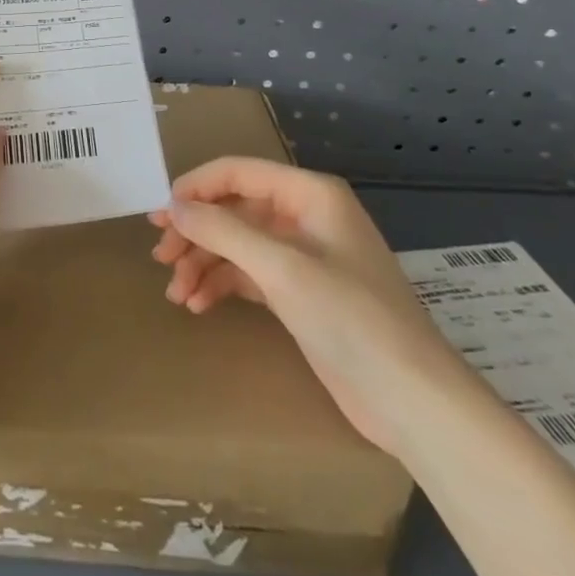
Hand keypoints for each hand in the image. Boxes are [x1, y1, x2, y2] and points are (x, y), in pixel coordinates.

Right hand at [149, 158, 474, 457]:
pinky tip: (198, 305)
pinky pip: (249, 275)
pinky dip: (222, 285)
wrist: (414, 402)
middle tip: (160, 256)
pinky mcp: (301, 294)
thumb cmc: (351, 319)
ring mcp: (304, 257)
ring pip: (237, 244)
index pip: (237, 172)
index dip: (195, 188)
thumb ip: (223, 230)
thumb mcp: (281, 268)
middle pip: (234, 209)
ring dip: (204, 264)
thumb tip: (174, 206)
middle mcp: (305, 217)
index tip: (161, 215)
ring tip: (175, 292)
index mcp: (310, 194)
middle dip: (196, 232)